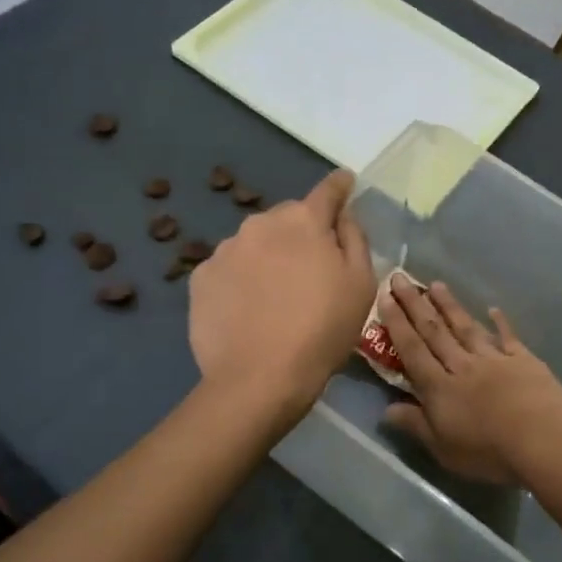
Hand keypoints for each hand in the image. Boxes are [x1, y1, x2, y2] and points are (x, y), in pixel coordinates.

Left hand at [189, 168, 375, 416]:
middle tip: (311, 269)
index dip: (340, 186)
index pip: (327, 191)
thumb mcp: (361, 285)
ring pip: (256, 243)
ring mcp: (225, 249)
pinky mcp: (201, 277)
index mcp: (303, 221)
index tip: (345, 183)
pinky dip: (241, 279)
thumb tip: (343, 215)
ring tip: (275, 296)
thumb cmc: (322, 330)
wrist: (259, 379)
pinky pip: (230, 268)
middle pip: (288, 218)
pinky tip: (248, 309)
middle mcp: (260, 223)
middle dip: (301, 233)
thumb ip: (355, 239)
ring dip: (268, 256)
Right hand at [378, 275, 561, 484]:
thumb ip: (415, 424)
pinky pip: (507, 337)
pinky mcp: (523, 360)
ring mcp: (494, 359)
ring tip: (436, 285)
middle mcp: (463, 365)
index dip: (397, 324)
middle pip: (435, 331)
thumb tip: (386, 409)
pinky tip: (493, 309)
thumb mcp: (443, 448)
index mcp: (439, 387)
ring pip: (466, 327)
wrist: (542, 440)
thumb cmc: (488, 452)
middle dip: (416, 304)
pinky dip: (500, 322)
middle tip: (401, 277)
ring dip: (449, 306)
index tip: (386, 297)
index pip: (412, 350)